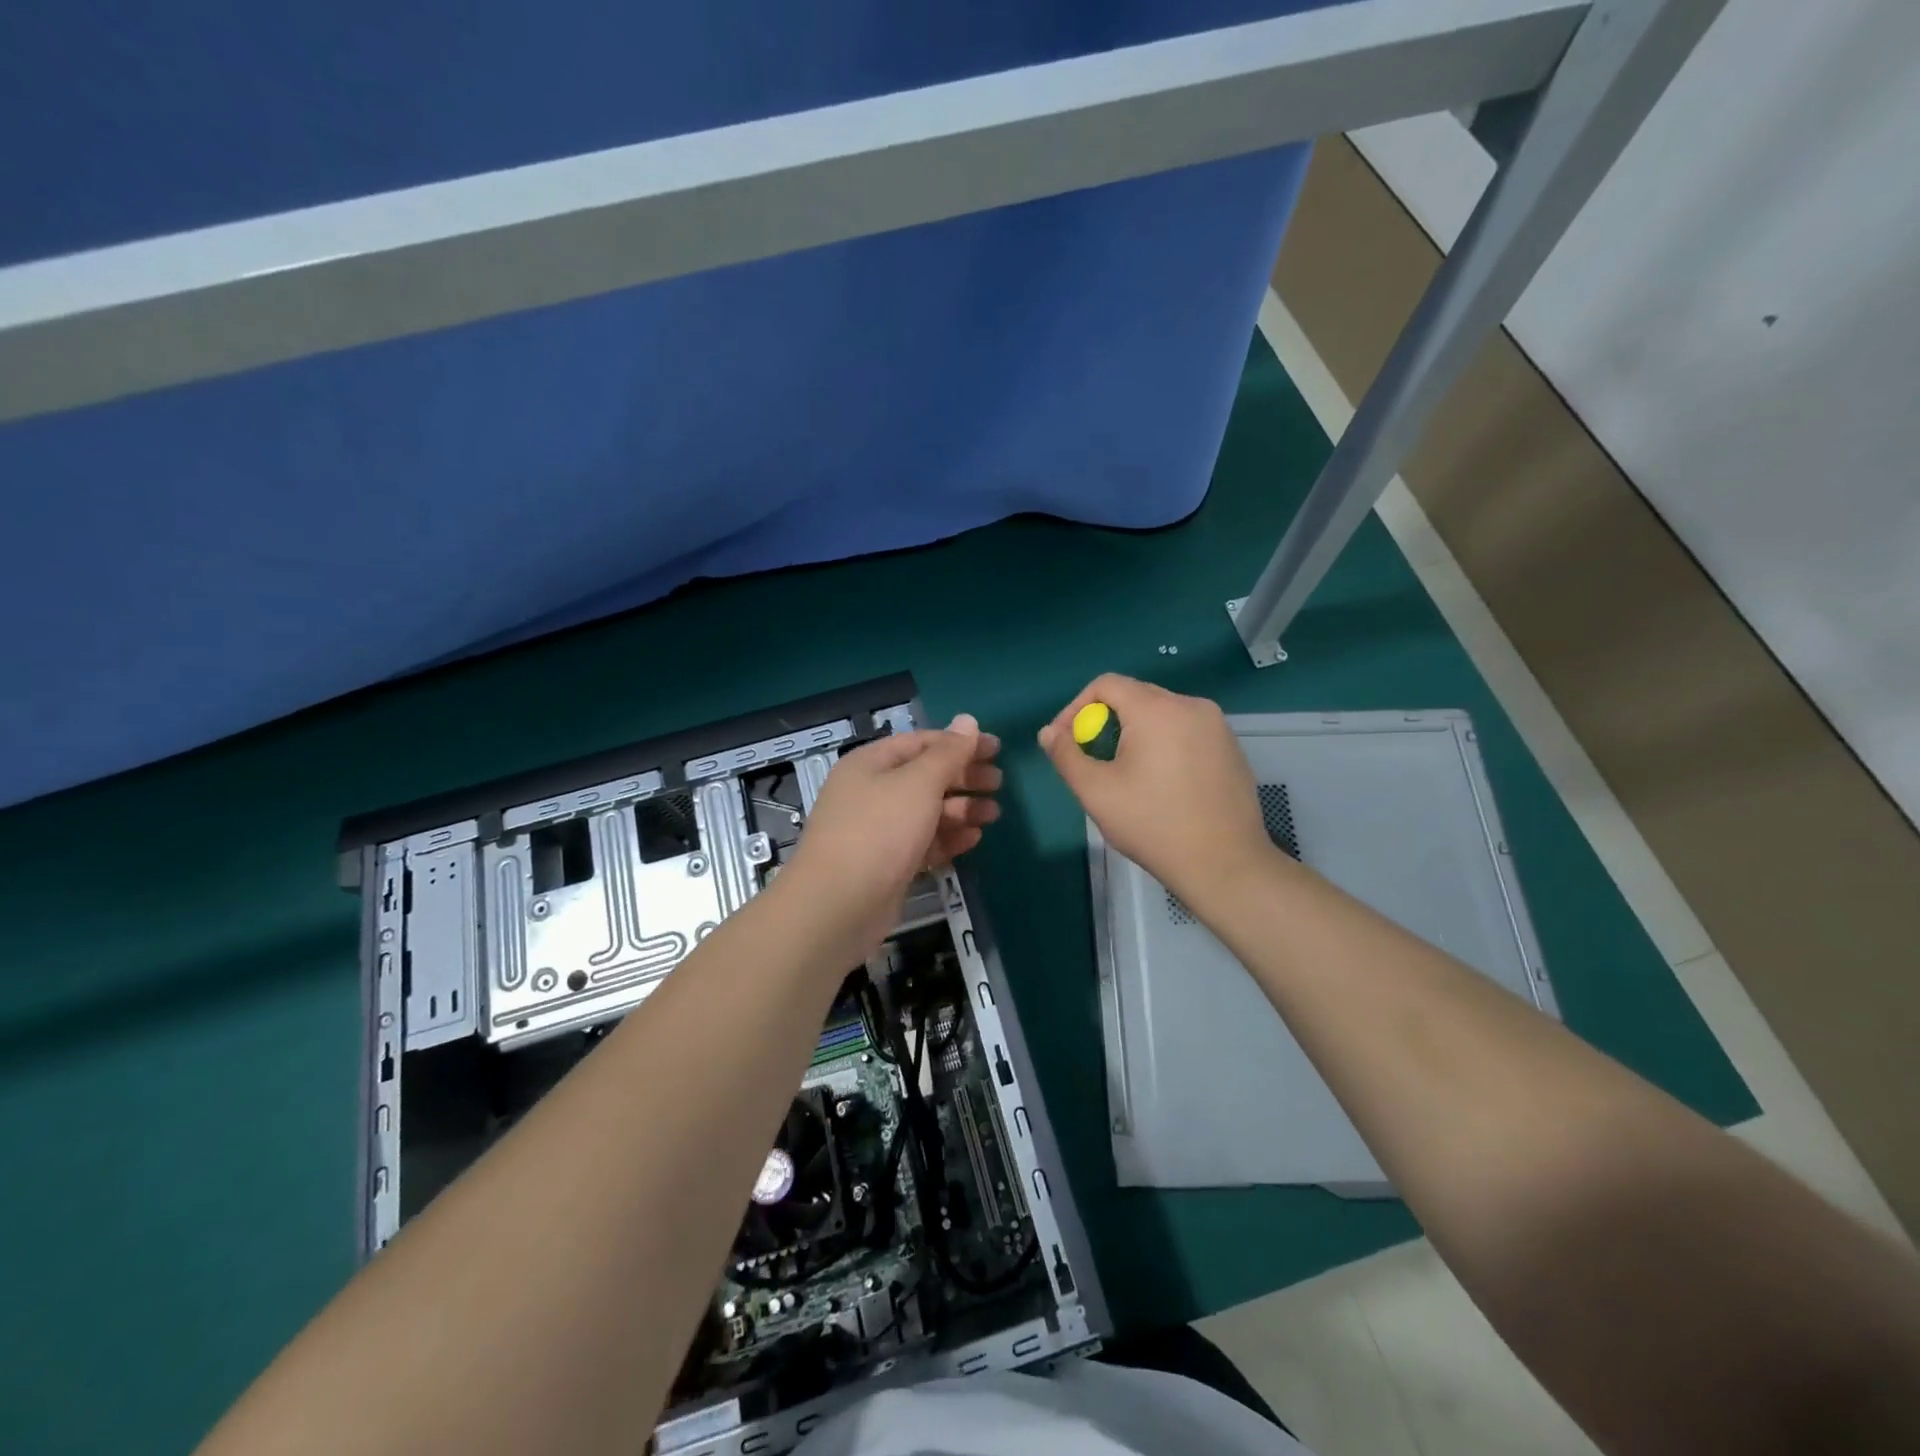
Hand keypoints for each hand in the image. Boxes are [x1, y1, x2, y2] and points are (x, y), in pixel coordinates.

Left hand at [778, 715, 1000, 964]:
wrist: (838, 905)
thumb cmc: (880, 830)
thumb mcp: (919, 783)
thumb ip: (948, 753)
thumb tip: (968, 720)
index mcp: (871, 763)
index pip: (921, 742)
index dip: (960, 742)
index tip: (997, 749)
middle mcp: (871, 791)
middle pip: (925, 776)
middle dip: (963, 777)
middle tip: (998, 783)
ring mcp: (877, 830)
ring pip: (926, 811)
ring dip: (961, 809)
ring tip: (993, 814)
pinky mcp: (887, 864)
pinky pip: (923, 842)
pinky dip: (948, 838)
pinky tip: (974, 839)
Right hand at [1040, 675, 1278, 913]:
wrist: (1224, 864)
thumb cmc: (1153, 825)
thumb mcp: (1096, 792)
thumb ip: (1066, 755)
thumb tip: (1048, 732)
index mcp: (1157, 709)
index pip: (1106, 684)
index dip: (1076, 707)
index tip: (1067, 742)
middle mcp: (1191, 705)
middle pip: (1135, 696)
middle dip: (1105, 722)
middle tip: (1093, 761)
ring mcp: (1217, 726)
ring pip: (1161, 715)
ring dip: (1134, 734)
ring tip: (1125, 774)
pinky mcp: (1231, 748)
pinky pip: (1186, 732)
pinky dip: (1164, 746)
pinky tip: (1163, 785)